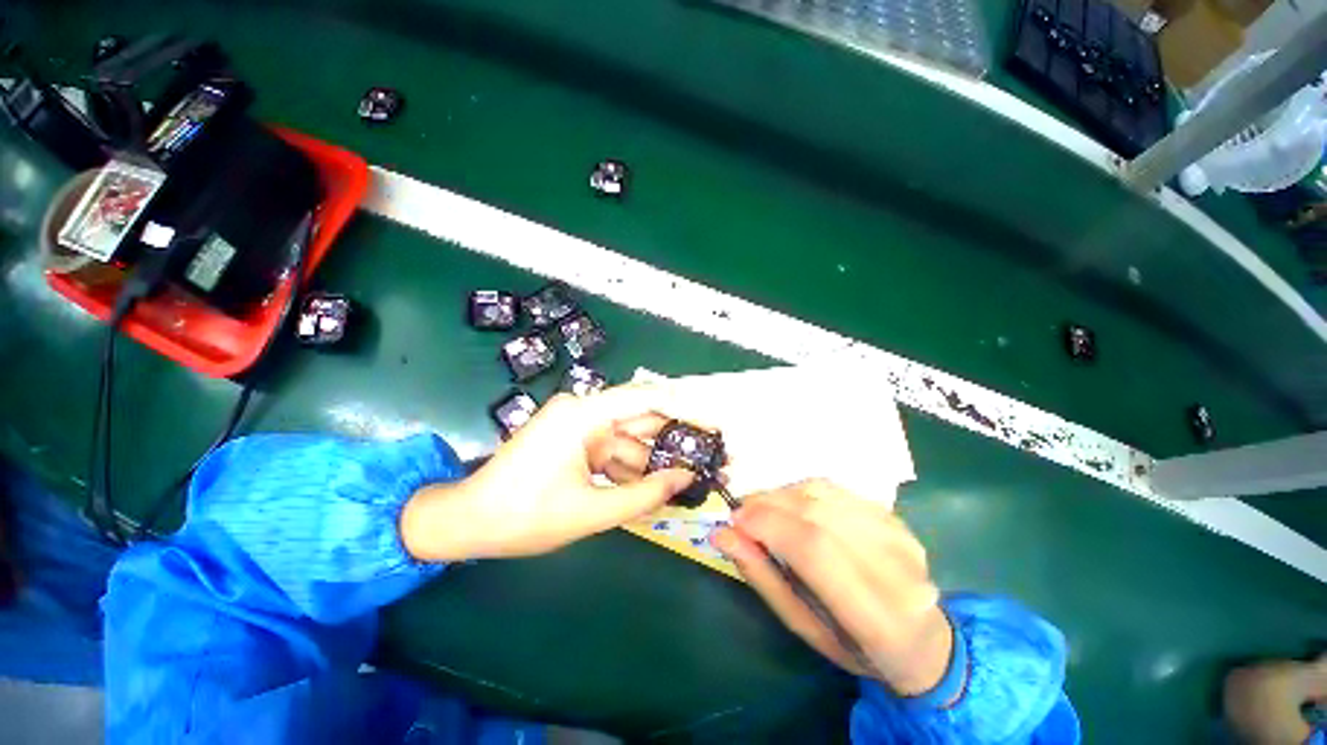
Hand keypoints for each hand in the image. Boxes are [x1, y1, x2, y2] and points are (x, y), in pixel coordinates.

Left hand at [401, 385, 694, 561]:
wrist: (468, 523)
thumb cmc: (524, 517)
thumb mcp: (590, 511)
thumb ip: (643, 496)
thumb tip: (685, 479)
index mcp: (583, 416)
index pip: (644, 397)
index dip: (682, 406)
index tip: (711, 421)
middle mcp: (583, 412)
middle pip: (639, 420)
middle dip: (671, 440)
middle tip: (706, 455)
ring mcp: (578, 427)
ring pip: (628, 441)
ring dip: (651, 463)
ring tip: (685, 482)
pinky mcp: (574, 443)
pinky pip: (612, 452)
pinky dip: (630, 471)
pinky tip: (650, 491)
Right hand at [711, 480, 953, 694]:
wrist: (922, 641)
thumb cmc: (855, 648)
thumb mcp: (804, 628)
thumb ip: (763, 577)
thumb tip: (722, 535)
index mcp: (879, 618)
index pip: (814, 549)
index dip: (768, 525)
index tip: (734, 521)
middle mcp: (897, 568)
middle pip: (817, 514)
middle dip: (768, 505)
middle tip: (740, 513)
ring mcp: (900, 535)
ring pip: (823, 494)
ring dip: (781, 495)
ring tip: (761, 509)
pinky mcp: (895, 516)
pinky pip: (835, 489)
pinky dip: (801, 491)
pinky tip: (789, 505)